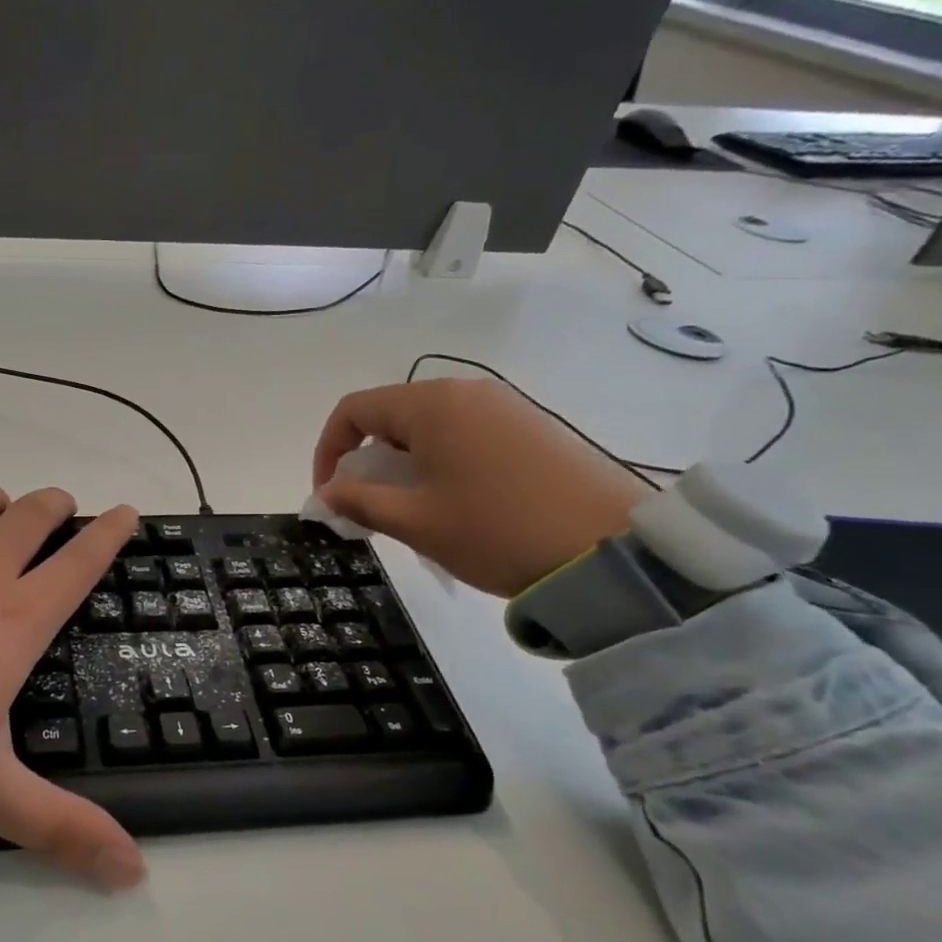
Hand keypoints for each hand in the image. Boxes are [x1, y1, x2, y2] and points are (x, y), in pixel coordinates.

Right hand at [311, 379, 649, 597]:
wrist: (614, 549)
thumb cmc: (497, 531)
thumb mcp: (415, 522)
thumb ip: (358, 501)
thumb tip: (327, 493)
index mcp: (432, 405)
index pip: (354, 410)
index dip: (327, 450)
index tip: (329, 495)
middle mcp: (467, 392)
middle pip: (391, 416)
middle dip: (366, 460)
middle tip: (367, 508)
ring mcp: (505, 407)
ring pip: (428, 427)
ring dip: (402, 464)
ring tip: (411, 511)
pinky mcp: (532, 427)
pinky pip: (464, 435)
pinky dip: (440, 463)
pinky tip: (454, 503)